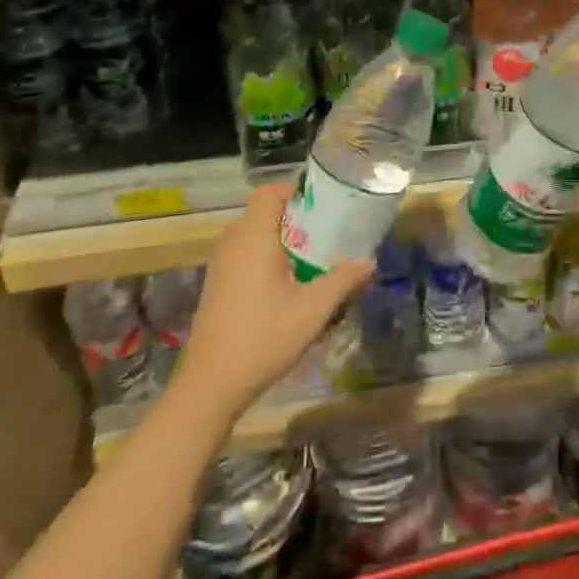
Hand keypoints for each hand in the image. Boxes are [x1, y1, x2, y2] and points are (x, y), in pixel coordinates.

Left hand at [175, 182, 372, 418]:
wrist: (210, 387)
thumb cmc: (263, 337)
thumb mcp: (313, 309)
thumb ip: (343, 280)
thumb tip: (369, 262)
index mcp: (253, 235)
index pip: (271, 191)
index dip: (297, 192)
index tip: (325, 208)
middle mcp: (233, 242)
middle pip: (265, 212)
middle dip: (297, 220)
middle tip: (326, 237)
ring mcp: (221, 265)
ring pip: (255, 236)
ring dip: (282, 242)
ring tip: (311, 263)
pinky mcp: (217, 286)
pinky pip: (245, 257)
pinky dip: (267, 261)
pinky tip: (287, 290)